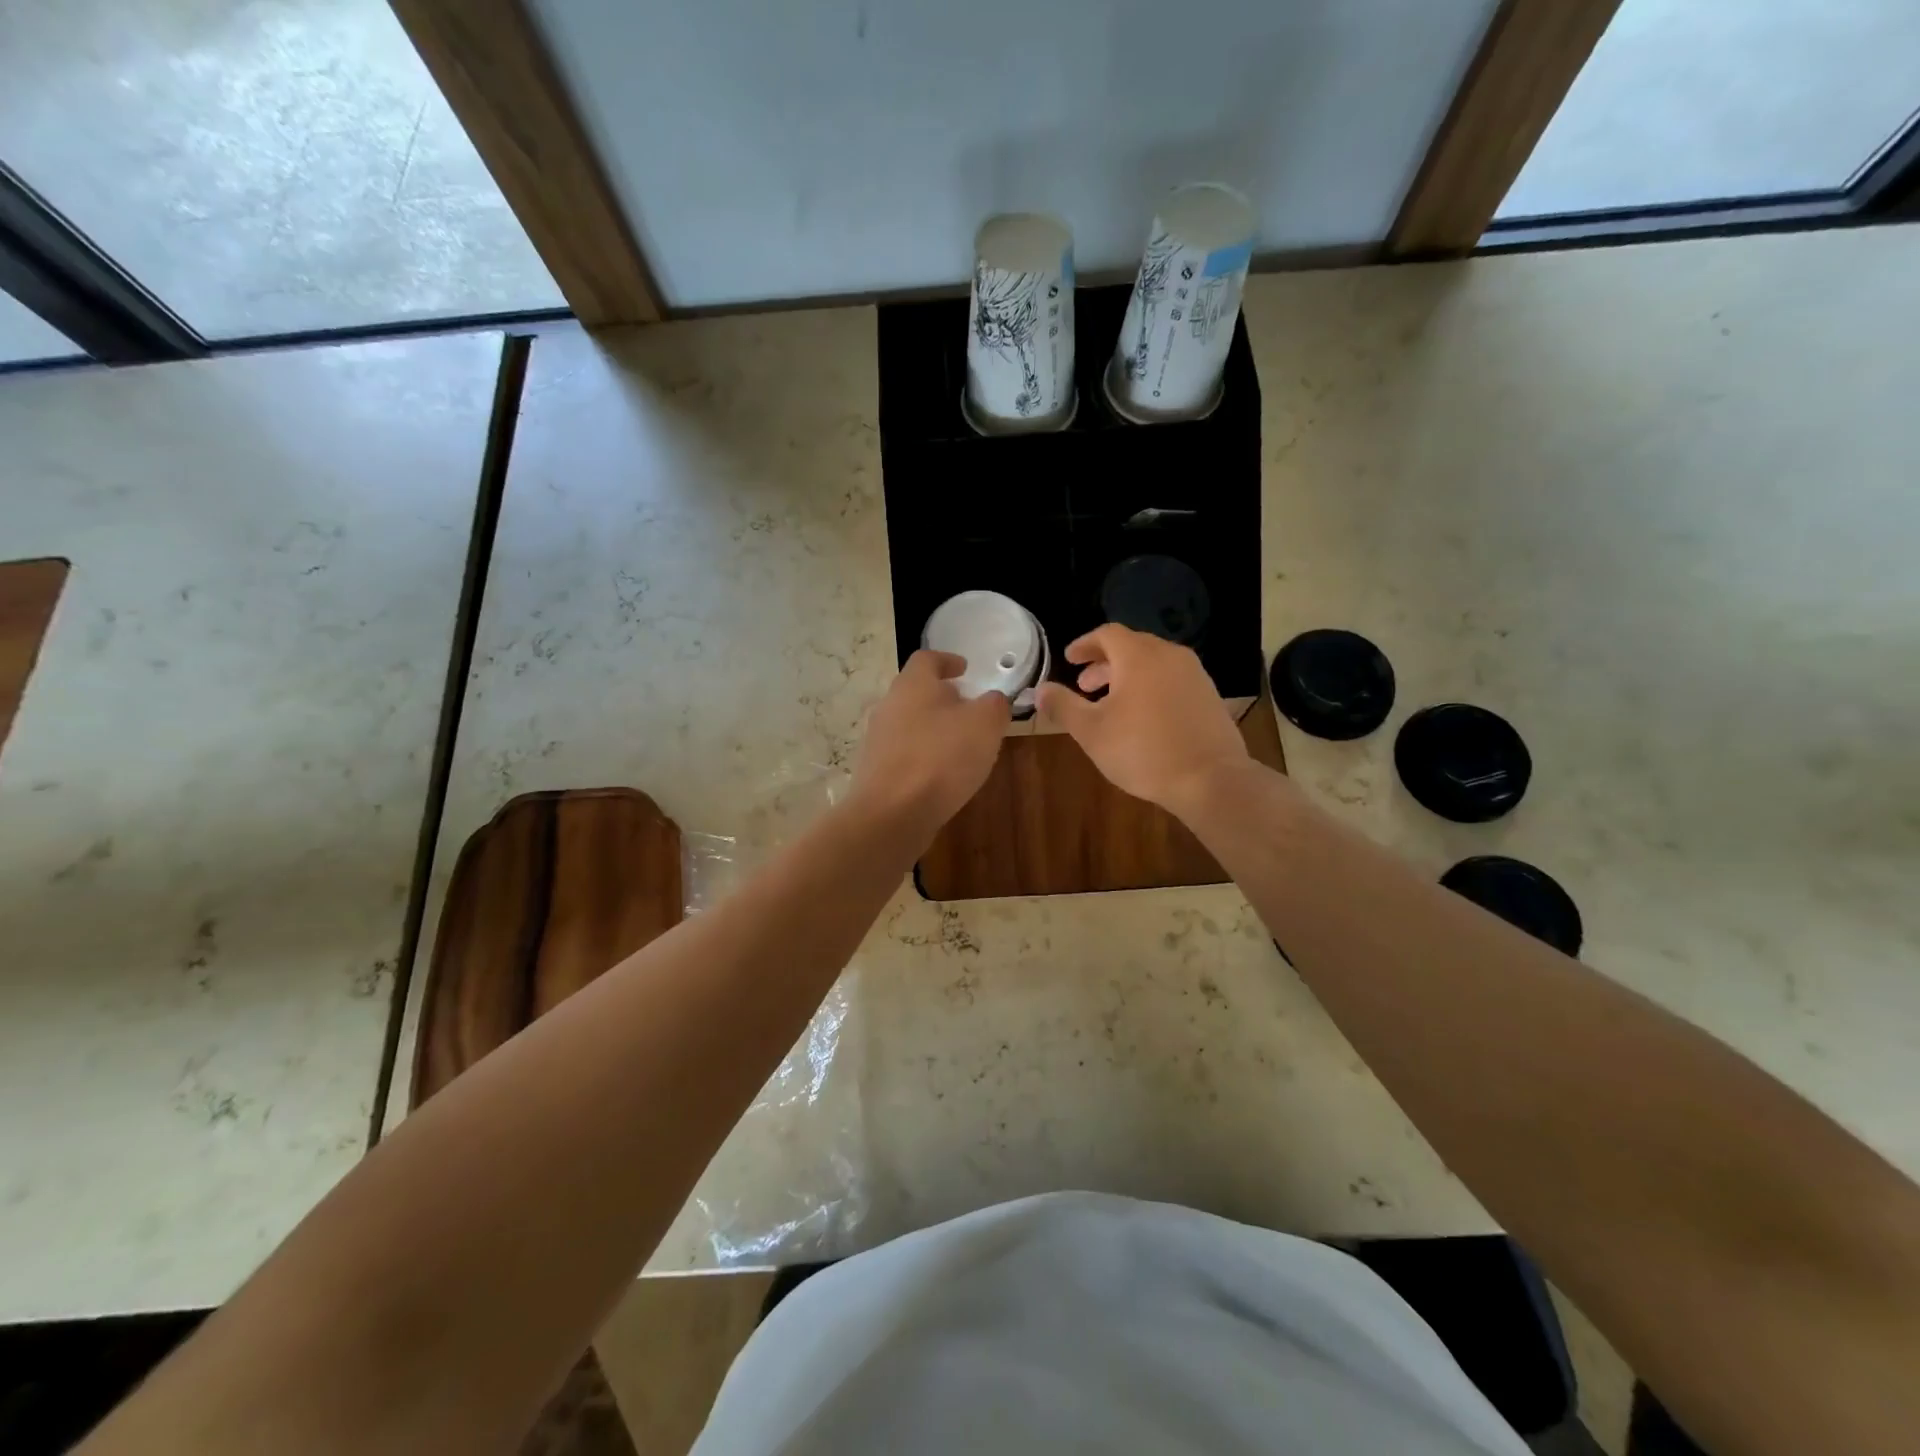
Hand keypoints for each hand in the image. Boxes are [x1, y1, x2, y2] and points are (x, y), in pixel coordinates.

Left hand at [848, 650, 1007, 838]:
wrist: (892, 813)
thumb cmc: (941, 758)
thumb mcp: (985, 724)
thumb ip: (994, 706)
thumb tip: (993, 701)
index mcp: (913, 684)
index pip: (927, 659)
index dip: (948, 660)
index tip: (965, 669)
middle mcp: (888, 706)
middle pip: (915, 692)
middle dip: (942, 698)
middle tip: (969, 709)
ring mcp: (877, 740)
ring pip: (909, 724)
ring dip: (933, 729)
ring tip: (960, 746)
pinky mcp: (875, 771)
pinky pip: (904, 754)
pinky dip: (923, 757)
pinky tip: (942, 776)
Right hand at [1036, 625, 1248, 814]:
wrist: (1210, 778)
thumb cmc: (1143, 751)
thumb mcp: (1091, 731)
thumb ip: (1063, 705)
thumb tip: (1040, 689)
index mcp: (1139, 656)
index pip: (1107, 634)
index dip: (1084, 644)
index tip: (1069, 659)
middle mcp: (1169, 655)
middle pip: (1131, 647)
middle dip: (1104, 663)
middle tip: (1084, 686)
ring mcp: (1194, 674)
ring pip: (1153, 664)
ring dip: (1127, 677)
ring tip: (1111, 704)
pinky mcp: (1209, 696)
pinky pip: (1172, 680)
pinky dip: (1150, 687)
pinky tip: (1142, 718)